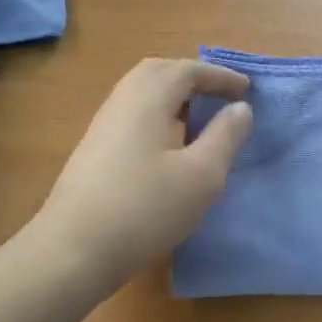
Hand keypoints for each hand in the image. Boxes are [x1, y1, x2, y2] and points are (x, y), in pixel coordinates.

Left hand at [30, 58, 252, 292]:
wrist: (74, 250)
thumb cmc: (146, 208)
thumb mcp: (201, 175)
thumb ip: (225, 136)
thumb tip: (241, 108)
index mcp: (148, 99)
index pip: (187, 70)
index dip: (219, 76)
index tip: (247, 89)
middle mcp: (122, 102)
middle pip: (158, 72)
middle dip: (192, 77)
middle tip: (219, 95)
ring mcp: (102, 127)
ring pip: (141, 94)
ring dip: (173, 97)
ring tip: (199, 119)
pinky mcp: (93, 151)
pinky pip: (132, 115)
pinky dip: (158, 115)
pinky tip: (169, 147)